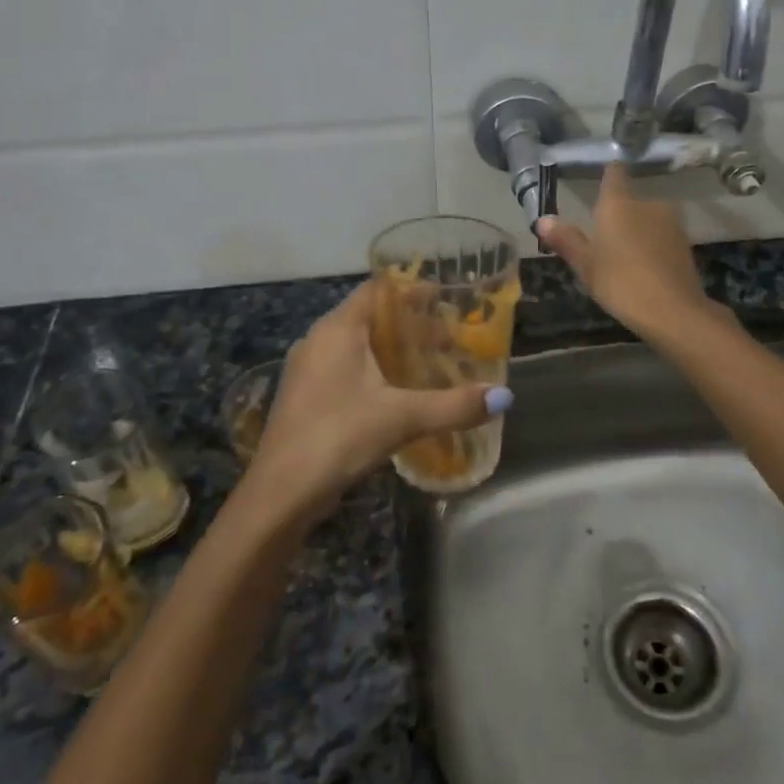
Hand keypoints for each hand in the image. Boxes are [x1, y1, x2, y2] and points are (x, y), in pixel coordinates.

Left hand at [241, 283, 511, 525]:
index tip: (448, 297)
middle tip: (452, 338)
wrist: (280, 494)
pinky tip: (401, 396)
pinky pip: (349, 370)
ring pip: (359, 347)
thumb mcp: (402, 418)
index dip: (412, 290)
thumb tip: (504, 397)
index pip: (377, 290)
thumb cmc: (338, 437)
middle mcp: (319, 340)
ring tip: (433, 365)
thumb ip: (453, 405)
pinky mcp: (308, 397)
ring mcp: (309, 370)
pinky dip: (378, 372)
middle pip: (371, 318)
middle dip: (412, 325)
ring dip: (395, 351)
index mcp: (337, 329)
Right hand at [536, 165, 717, 339]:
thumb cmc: (620, 282)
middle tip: (603, 240)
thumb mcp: (586, 265)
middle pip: (629, 201)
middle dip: (618, 215)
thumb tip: (543, 220)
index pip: (614, 173)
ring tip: (623, 258)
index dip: (608, 174)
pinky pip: (661, 236)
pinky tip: (644, 269)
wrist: (673, 310)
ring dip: (636, 231)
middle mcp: (647, 203)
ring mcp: (671, 222)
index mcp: (618, 203)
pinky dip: (652, 246)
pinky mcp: (685, 242)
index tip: (601, 180)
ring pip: (647, 219)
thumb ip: (566, 239)